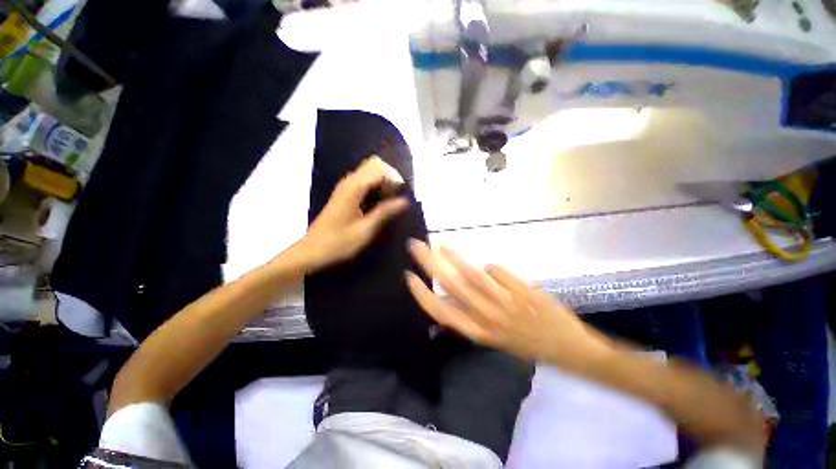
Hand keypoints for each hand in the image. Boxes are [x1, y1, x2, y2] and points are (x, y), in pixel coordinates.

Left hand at [292, 156, 408, 272]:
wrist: (312, 251)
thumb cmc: (338, 243)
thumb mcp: (365, 230)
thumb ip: (385, 212)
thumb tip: (405, 200)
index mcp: (353, 188)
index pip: (378, 167)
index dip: (394, 177)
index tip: (403, 195)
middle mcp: (349, 181)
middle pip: (374, 164)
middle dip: (390, 176)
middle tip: (399, 196)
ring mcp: (345, 187)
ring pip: (370, 171)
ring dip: (384, 181)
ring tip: (393, 200)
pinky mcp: (345, 194)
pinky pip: (365, 181)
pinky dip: (376, 186)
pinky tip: (381, 203)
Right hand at [406, 240, 613, 368]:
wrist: (567, 347)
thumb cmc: (524, 342)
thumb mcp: (491, 335)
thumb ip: (469, 313)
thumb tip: (448, 290)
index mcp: (477, 332)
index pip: (440, 311)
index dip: (422, 294)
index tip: (410, 276)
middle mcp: (486, 317)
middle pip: (451, 285)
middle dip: (430, 264)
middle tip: (417, 246)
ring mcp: (505, 303)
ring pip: (471, 275)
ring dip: (453, 257)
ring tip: (440, 245)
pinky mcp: (521, 291)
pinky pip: (497, 271)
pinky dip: (492, 269)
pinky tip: (492, 270)